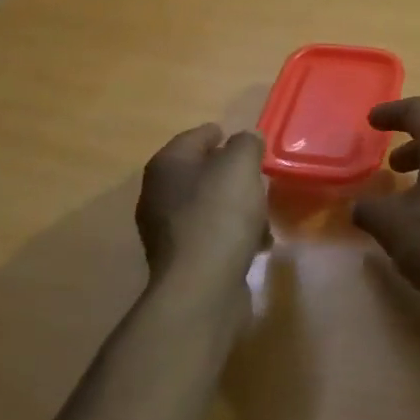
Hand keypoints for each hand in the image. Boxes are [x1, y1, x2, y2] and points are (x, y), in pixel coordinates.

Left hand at [135, 125, 269, 286]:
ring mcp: (166, 230)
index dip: (218, 134)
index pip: (194, 137)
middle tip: (256, 174)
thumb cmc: (220, 214)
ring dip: (233, 206)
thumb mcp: (240, 166)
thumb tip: (246, 139)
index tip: (240, 138)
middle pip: (199, 173)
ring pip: (207, 206)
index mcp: (167, 166)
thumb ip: (246, 144)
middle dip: (228, 173)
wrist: (202, 286)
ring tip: (261, 212)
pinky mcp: (181, 260)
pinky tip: (255, 243)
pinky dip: (232, 234)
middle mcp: (158, 194)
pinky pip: (211, 236)